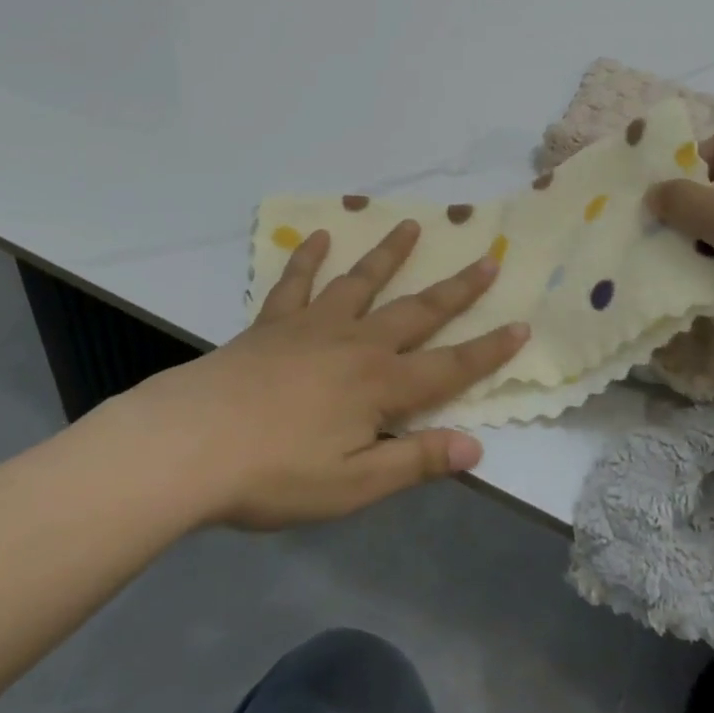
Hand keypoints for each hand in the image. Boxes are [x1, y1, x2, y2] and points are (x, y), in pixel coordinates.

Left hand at [104, 221, 527, 530]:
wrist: (191, 443)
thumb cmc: (274, 473)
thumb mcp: (351, 486)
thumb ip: (413, 462)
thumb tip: (476, 448)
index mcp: (380, 386)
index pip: (450, 367)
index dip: (489, 350)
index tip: (522, 325)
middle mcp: (356, 344)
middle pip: (418, 311)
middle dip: (457, 289)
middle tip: (487, 258)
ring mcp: (314, 325)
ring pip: (363, 282)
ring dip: (391, 254)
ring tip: (413, 226)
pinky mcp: (274, 322)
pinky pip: (296, 283)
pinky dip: (307, 258)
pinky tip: (317, 237)